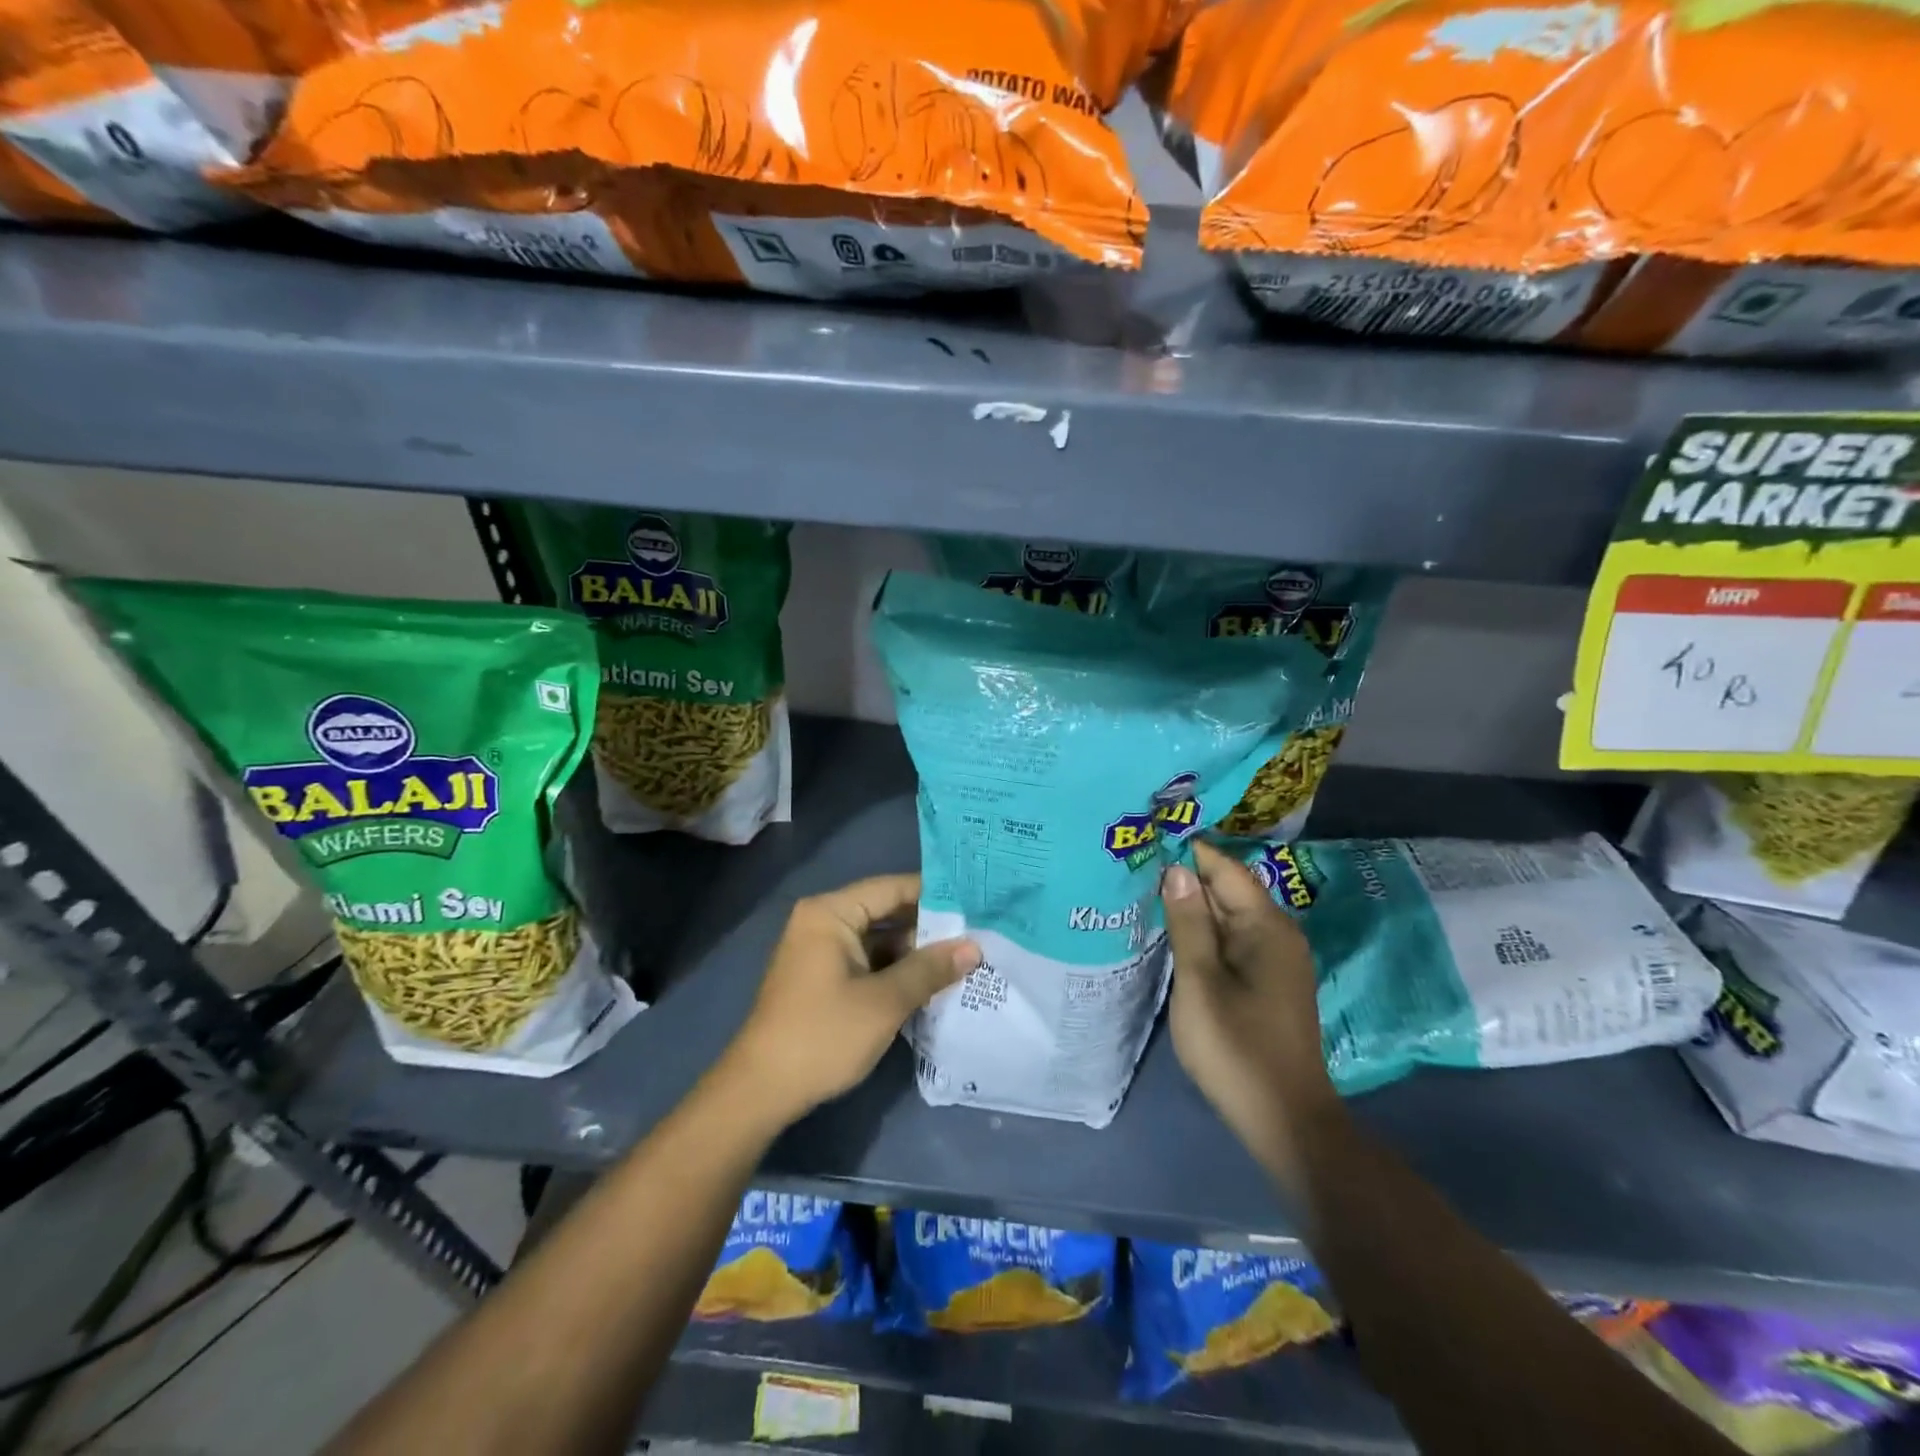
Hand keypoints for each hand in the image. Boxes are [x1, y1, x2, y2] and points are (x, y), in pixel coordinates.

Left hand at [725, 874, 979, 1124]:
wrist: (761, 1091)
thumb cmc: (823, 1035)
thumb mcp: (885, 1002)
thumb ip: (930, 969)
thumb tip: (974, 947)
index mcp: (831, 913)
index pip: (892, 888)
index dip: (935, 894)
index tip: (977, 901)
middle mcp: (823, 922)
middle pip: (886, 913)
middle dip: (929, 928)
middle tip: (978, 933)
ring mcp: (820, 951)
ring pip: (879, 941)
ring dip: (915, 954)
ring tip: (965, 959)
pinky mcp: (822, 979)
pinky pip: (867, 962)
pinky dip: (895, 971)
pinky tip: (931, 984)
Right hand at [1161, 840, 1341, 1178]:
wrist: (1284, 1119)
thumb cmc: (1237, 1048)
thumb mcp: (1201, 982)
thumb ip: (1189, 924)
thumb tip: (1178, 870)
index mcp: (1267, 927)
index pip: (1226, 870)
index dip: (1189, 853)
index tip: (1149, 839)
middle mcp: (1279, 934)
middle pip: (1228, 891)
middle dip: (1187, 878)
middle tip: (1138, 866)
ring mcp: (1277, 960)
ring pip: (1229, 917)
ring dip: (1193, 906)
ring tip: (1147, 893)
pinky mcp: (1269, 982)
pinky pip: (1234, 940)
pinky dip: (1205, 932)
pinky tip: (1176, 935)